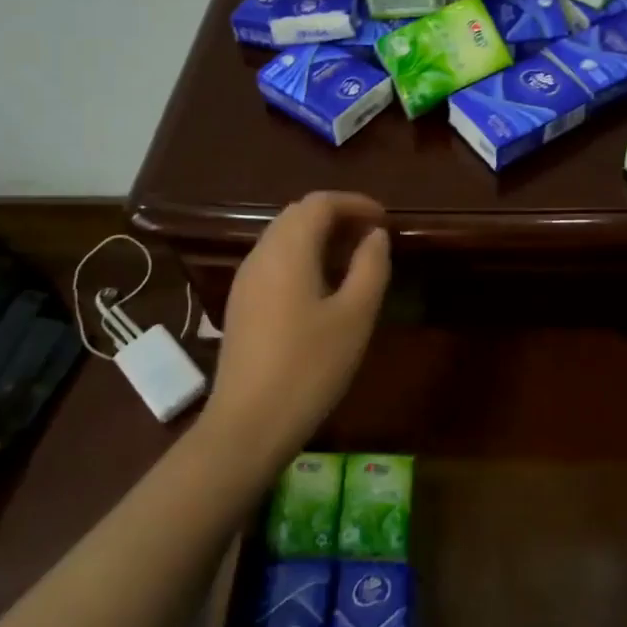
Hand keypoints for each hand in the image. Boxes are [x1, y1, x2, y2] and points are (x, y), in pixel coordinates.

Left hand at [203, 192, 390, 476]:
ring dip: (319, 236)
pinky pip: (274, 260)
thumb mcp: (355, 316)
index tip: (385, 219)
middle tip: (372, 237)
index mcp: (288, 250)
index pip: (320, 203)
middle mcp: (261, 254)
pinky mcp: (241, 303)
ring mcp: (246, 279)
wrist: (248, 423)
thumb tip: (375, 236)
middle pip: (298, 214)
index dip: (355, 203)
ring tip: (353, 260)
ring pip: (284, 237)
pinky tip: (323, 287)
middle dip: (337, 216)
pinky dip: (303, 257)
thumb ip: (370, 267)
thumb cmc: (310, 367)